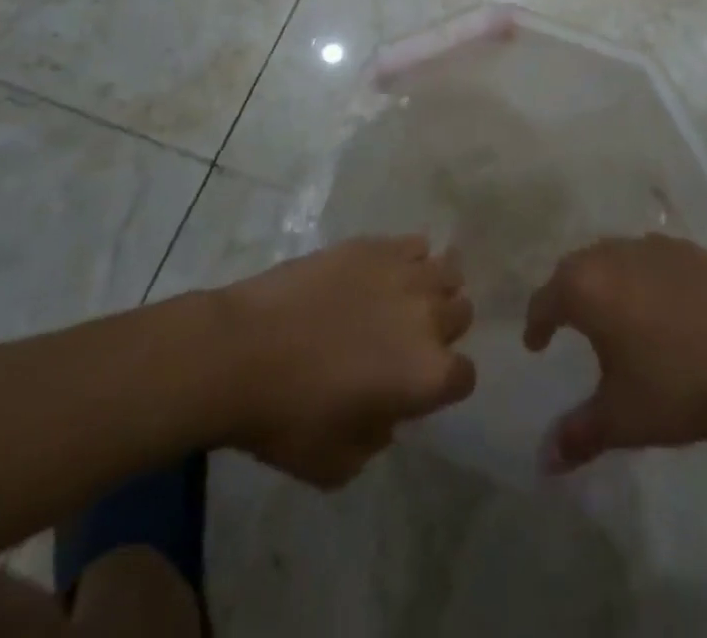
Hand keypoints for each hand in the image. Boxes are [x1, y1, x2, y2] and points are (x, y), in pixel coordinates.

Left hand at [213, 237, 474, 487]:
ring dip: (434, 287)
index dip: (444, 385)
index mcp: (428, 375)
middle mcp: (428, 317)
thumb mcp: (339, 463)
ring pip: (447, 271)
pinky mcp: (375, 245)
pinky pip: (413, 243)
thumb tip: (386, 412)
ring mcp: (403, 273)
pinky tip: (383, 272)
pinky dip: (408, 258)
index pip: (464, 375)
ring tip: (405, 298)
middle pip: (461, 313)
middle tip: (408, 340)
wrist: (242, 351)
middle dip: (443, 328)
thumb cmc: (289, 417)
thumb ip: (378, 437)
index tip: (417, 388)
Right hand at [523, 235, 706, 471]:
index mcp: (587, 286)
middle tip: (566, 322)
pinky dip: (641, 276)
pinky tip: (659, 304)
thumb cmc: (680, 383)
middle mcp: (613, 254)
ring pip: (613, 256)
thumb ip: (579, 435)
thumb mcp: (623, 418)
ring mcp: (654, 247)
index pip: (545, 299)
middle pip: (576, 268)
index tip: (536, 343)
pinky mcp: (690, 250)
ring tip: (612, 312)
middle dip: (566, 294)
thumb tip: (543, 460)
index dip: (536, 323)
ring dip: (604, 280)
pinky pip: (650, 258)